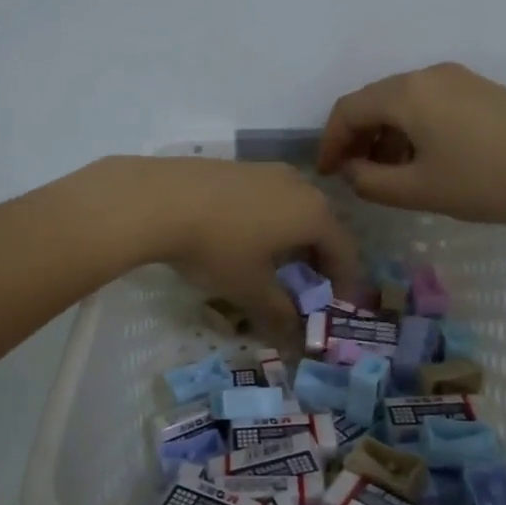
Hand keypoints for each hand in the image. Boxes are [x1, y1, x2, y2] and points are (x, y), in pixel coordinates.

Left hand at [93, 156, 358, 346]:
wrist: (160, 198)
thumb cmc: (217, 247)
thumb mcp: (249, 288)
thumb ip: (279, 313)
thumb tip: (295, 338)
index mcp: (314, 214)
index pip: (345, 250)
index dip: (345, 280)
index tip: (337, 303)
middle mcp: (299, 185)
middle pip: (322, 224)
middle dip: (320, 257)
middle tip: (308, 284)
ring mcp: (267, 170)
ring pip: (294, 206)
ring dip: (293, 236)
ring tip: (275, 261)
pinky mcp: (238, 166)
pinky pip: (268, 196)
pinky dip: (269, 218)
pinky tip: (244, 236)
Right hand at [315, 62, 505, 224]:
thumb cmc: (485, 181)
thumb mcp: (419, 190)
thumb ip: (371, 182)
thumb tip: (351, 171)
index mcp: (406, 94)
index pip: (348, 109)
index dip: (330, 142)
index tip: (327, 174)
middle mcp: (427, 75)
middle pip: (374, 100)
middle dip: (357, 137)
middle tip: (354, 174)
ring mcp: (457, 78)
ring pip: (403, 102)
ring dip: (385, 134)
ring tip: (389, 173)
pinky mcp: (480, 89)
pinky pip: (429, 103)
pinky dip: (413, 128)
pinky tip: (424, 158)